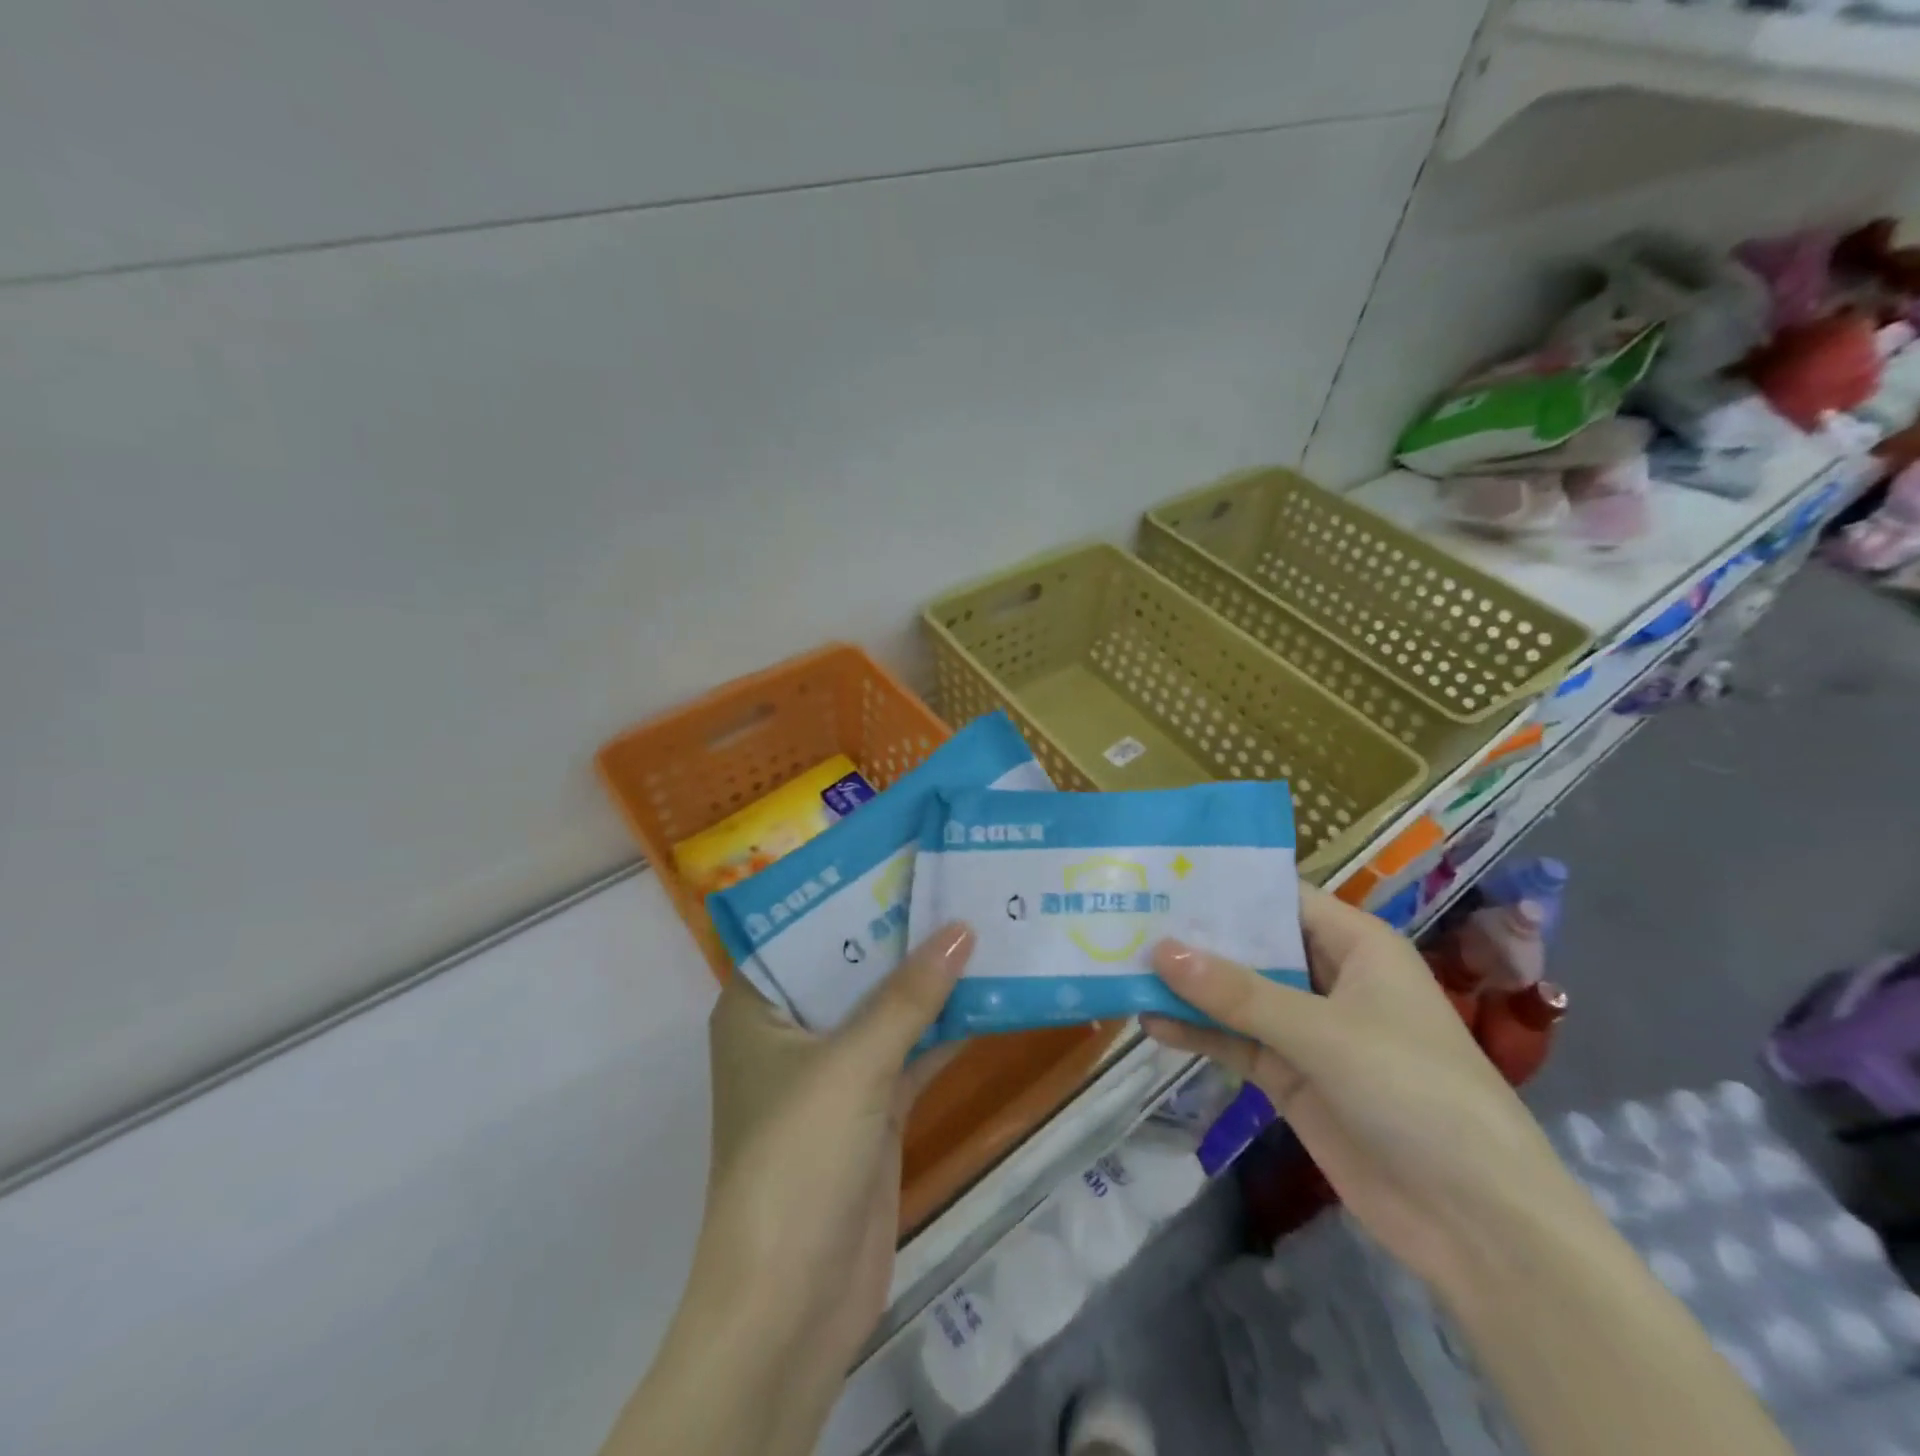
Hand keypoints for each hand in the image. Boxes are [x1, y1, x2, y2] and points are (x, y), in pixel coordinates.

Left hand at [603, 923, 974, 1455]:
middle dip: (902, 929)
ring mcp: (833, 1070)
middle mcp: (791, 1029)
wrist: (793, 1304)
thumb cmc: (797, 1160)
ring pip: (887, 1006)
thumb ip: (909, 996)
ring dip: (930, 976)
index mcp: (757, 1006)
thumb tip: (964, 929)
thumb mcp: (852, 1064)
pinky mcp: (872, 1107)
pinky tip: (992, 990)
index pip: (803, 927)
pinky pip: (912, 1049)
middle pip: (852, 963)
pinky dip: (946, 1025)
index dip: (850, 890)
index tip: (902, 852)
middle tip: (955, 876)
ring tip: (983, 919)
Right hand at [1142, 883, 1588, 1293]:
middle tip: (1127, 914)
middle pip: (1252, 946)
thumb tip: (1160, 949)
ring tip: (1123, 964)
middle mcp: (1329, 978)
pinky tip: (1150, 1021)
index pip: (1281, 898)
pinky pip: (1235, 1042)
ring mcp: (1308, 1031)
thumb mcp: (1323, 1032)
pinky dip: (1197, 1032)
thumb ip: (1238, 993)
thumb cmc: (1415, 1092)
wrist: (1477, 1224)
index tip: (1163, 873)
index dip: (1226, 886)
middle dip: (1195, 936)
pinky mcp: (1291, 1077)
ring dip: (1189, 986)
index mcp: (1356, 946)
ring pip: (1237, 995)